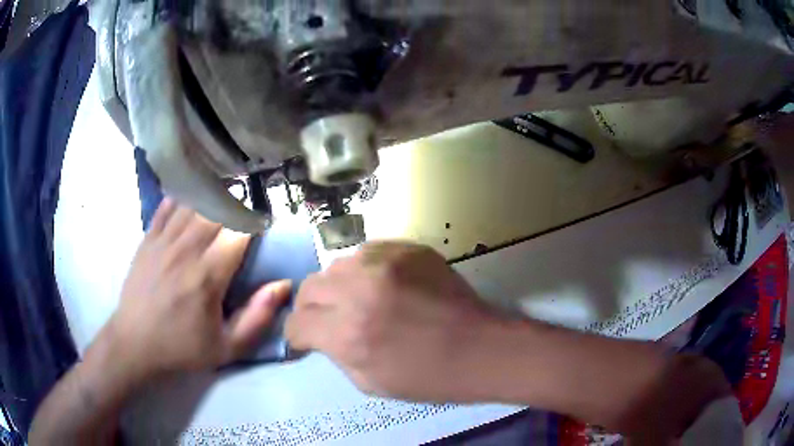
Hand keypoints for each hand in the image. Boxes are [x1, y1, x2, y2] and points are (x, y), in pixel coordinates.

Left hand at [102, 198, 290, 382]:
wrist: (135, 343)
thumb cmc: (182, 347)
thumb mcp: (227, 347)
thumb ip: (258, 317)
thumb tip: (284, 284)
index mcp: (207, 276)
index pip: (238, 231)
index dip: (255, 223)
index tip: (263, 228)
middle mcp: (186, 250)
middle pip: (216, 209)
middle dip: (236, 206)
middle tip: (243, 215)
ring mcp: (163, 241)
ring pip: (193, 203)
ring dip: (211, 198)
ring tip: (221, 203)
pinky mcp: (148, 239)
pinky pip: (167, 206)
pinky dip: (182, 199)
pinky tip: (190, 201)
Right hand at [286, 242, 501, 401]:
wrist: (481, 347)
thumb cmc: (429, 377)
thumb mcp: (370, 382)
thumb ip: (336, 353)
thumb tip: (319, 335)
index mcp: (347, 333)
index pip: (297, 322)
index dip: (297, 335)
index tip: (306, 339)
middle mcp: (358, 291)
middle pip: (308, 287)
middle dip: (312, 307)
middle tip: (328, 319)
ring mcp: (385, 263)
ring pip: (336, 265)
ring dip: (338, 286)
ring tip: (357, 300)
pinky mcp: (407, 249)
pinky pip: (368, 252)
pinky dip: (365, 270)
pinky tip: (383, 285)